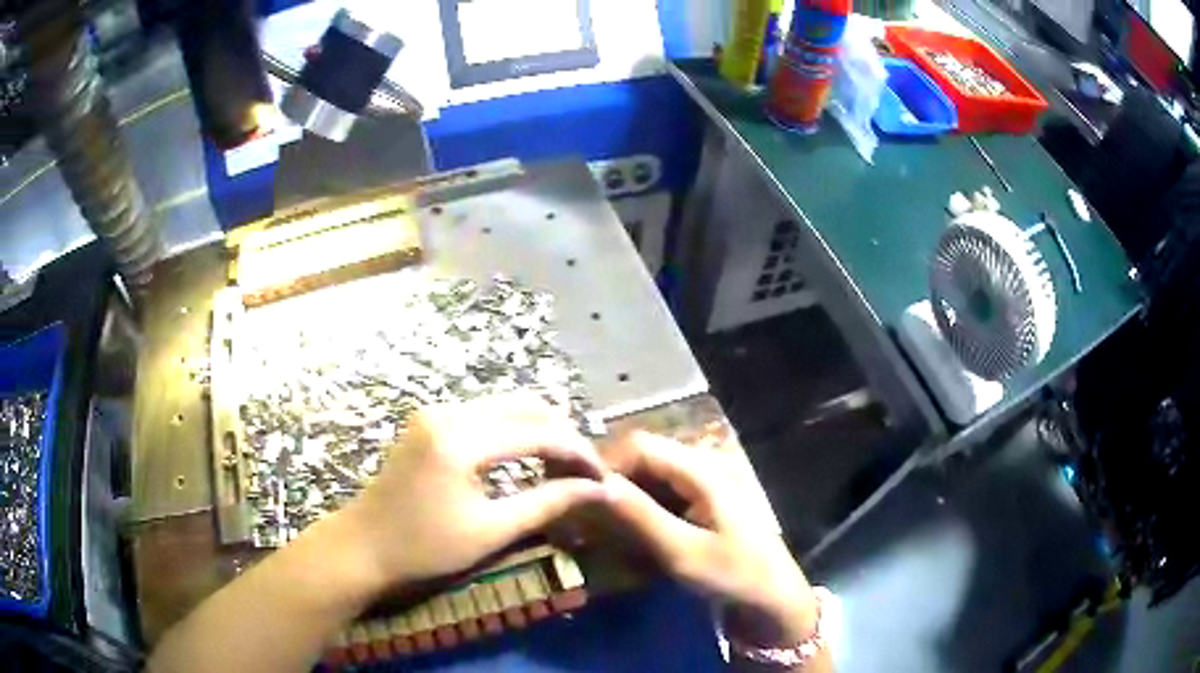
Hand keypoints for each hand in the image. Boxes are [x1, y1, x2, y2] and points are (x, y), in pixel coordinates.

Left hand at [335, 393, 607, 592]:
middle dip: (563, 434)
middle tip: (586, 471)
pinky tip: (527, 457)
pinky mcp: (430, 421)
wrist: (362, 546)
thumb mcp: (491, 531)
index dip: (578, 452)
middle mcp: (448, 411)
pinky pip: (486, 414)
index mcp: (460, 438)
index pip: (538, 431)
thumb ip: (547, 503)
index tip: (604, 477)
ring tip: (562, 466)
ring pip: (507, 406)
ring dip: (540, 430)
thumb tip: (600, 490)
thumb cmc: (423, 548)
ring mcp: (436, 412)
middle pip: (525, 406)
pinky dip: (514, 431)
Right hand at [602, 432, 818, 646]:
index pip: (641, 445)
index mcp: (702, 470)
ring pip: (651, 478)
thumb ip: (640, 516)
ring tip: (601, 528)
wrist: (775, 601)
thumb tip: (596, 484)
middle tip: (585, 516)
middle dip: (613, 483)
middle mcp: (703, 468)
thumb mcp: (683, 551)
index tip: (579, 497)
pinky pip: (663, 496)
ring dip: (625, 498)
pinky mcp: (704, 505)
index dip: (607, 464)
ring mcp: (705, 486)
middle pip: (645, 458)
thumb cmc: (734, 576)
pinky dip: (641, 510)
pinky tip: (629, 535)